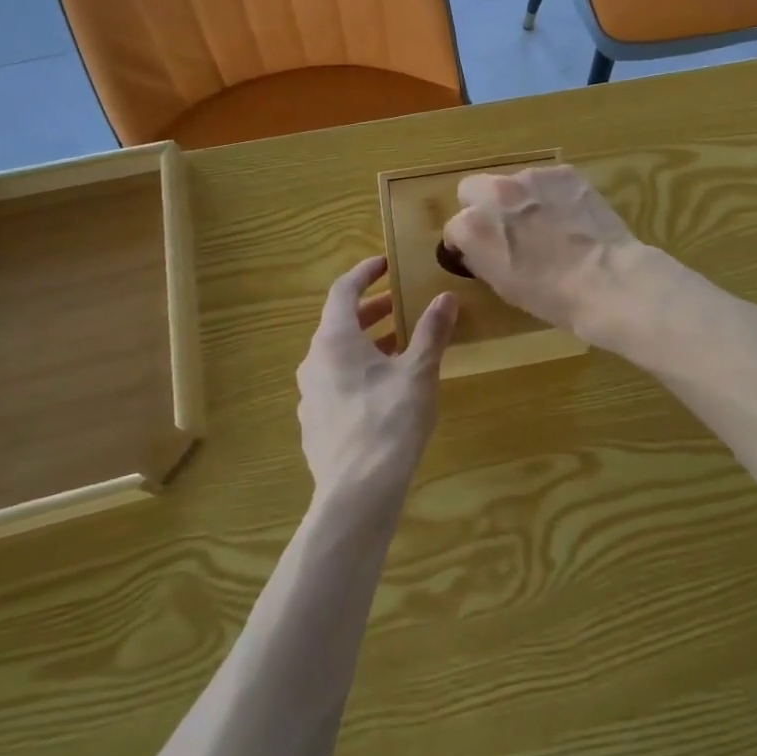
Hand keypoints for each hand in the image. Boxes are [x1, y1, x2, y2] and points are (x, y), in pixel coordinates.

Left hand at [296, 256, 457, 505]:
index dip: (364, 273)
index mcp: (334, 340)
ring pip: (337, 356)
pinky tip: (384, 390)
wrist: (357, 492)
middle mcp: (313, 362)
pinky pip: (335, 383)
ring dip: (366, 343)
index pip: (342, 291)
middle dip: (371, 310)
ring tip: (400, 347)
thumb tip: (446, 297)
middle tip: (400, 304)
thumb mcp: (419, 371)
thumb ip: (431, 331)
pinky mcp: (314, 424)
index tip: (385, 264)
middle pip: (339, 324)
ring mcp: (310, 396)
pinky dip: (358, 372)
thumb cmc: (390, 420)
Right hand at [441, 165, 640, 340]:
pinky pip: (547, 181)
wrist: (606, 280)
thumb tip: (477, 248)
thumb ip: (481, 257)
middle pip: (472, 189)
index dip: (466, 243)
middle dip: (482, 206)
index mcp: (472, 226)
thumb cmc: (551, 296)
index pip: (454, 228)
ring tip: (547, 224)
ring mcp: (531, 177)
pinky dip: (552, 195)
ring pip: (512, 182)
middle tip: (506, 229)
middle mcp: (495, 193)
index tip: (482, 253)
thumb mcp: (502, 284)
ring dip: (520, 199)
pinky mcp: (563, 172)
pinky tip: (571, 217)